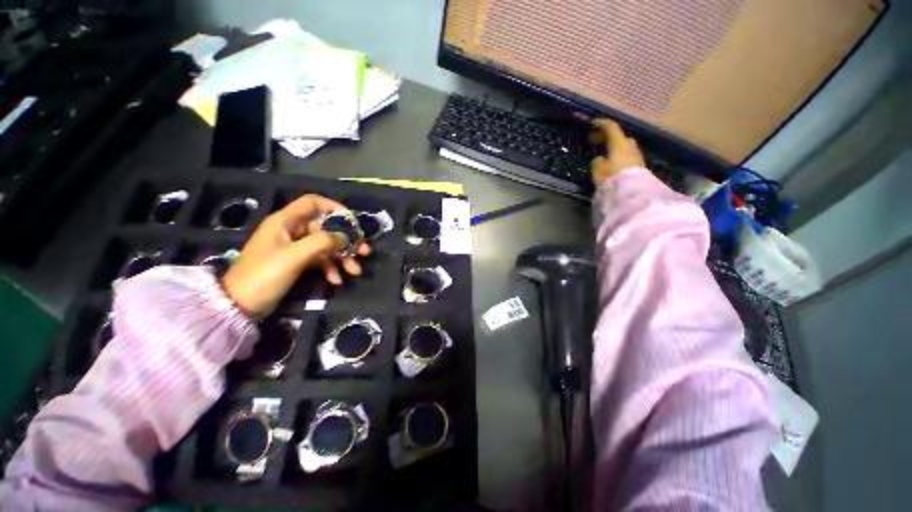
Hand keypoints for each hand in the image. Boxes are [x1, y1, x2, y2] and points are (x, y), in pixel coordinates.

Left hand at [221, 194, 370, 318]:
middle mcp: (292, 231)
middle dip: (347, 240)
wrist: (240, 306)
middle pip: (326, 228)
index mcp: (285, 221)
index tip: (352, 221)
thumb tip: (345, 236)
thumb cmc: (264, 275)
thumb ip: (322, 242)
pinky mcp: (297, 262)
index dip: (334, 208)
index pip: (313, 203)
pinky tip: (337, 281)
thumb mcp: (294, 256)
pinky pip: (320, 260)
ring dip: (342, 258)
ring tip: (355, 271)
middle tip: (364, 252)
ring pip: (326, 246)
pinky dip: (331, 269)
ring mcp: (295, 248)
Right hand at [590, 119, 645, 184]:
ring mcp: (636, 155)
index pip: (611, 128)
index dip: (602, 124)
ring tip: (605, 154)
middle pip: (620, 137)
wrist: (633, 191)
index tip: (593, 123)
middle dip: (609, 138)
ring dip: (615, 148)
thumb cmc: (612, 177)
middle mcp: (630, 146)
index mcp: (619, 143)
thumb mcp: (598, 170)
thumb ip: (597, 161)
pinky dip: (620, 156)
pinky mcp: (639, 166)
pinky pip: (627, 156)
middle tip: (597, 142)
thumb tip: (600, 158)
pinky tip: (613, 164)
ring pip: (625, 147)